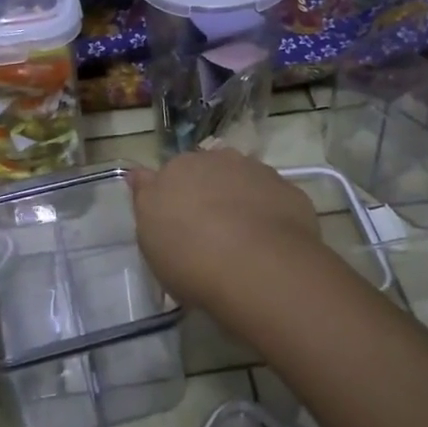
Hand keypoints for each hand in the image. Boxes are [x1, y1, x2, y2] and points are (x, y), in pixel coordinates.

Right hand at [129, 148, 319, 310]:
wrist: (258, 267)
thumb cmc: (190, 258)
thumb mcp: (150, 238)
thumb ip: (146, 200)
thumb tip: (139, 174)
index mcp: (176, 169)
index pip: (168, 174)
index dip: (171, 197)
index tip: (175, 223)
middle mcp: (216, 160)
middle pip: (207, 172)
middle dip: (207, 193)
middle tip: (208, 232)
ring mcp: (256, 171)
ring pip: (242, 181)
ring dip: (240, 199)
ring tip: (242, 239)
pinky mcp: (288, 190)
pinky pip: (272, 199)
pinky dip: (269, 213)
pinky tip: (269, 242)